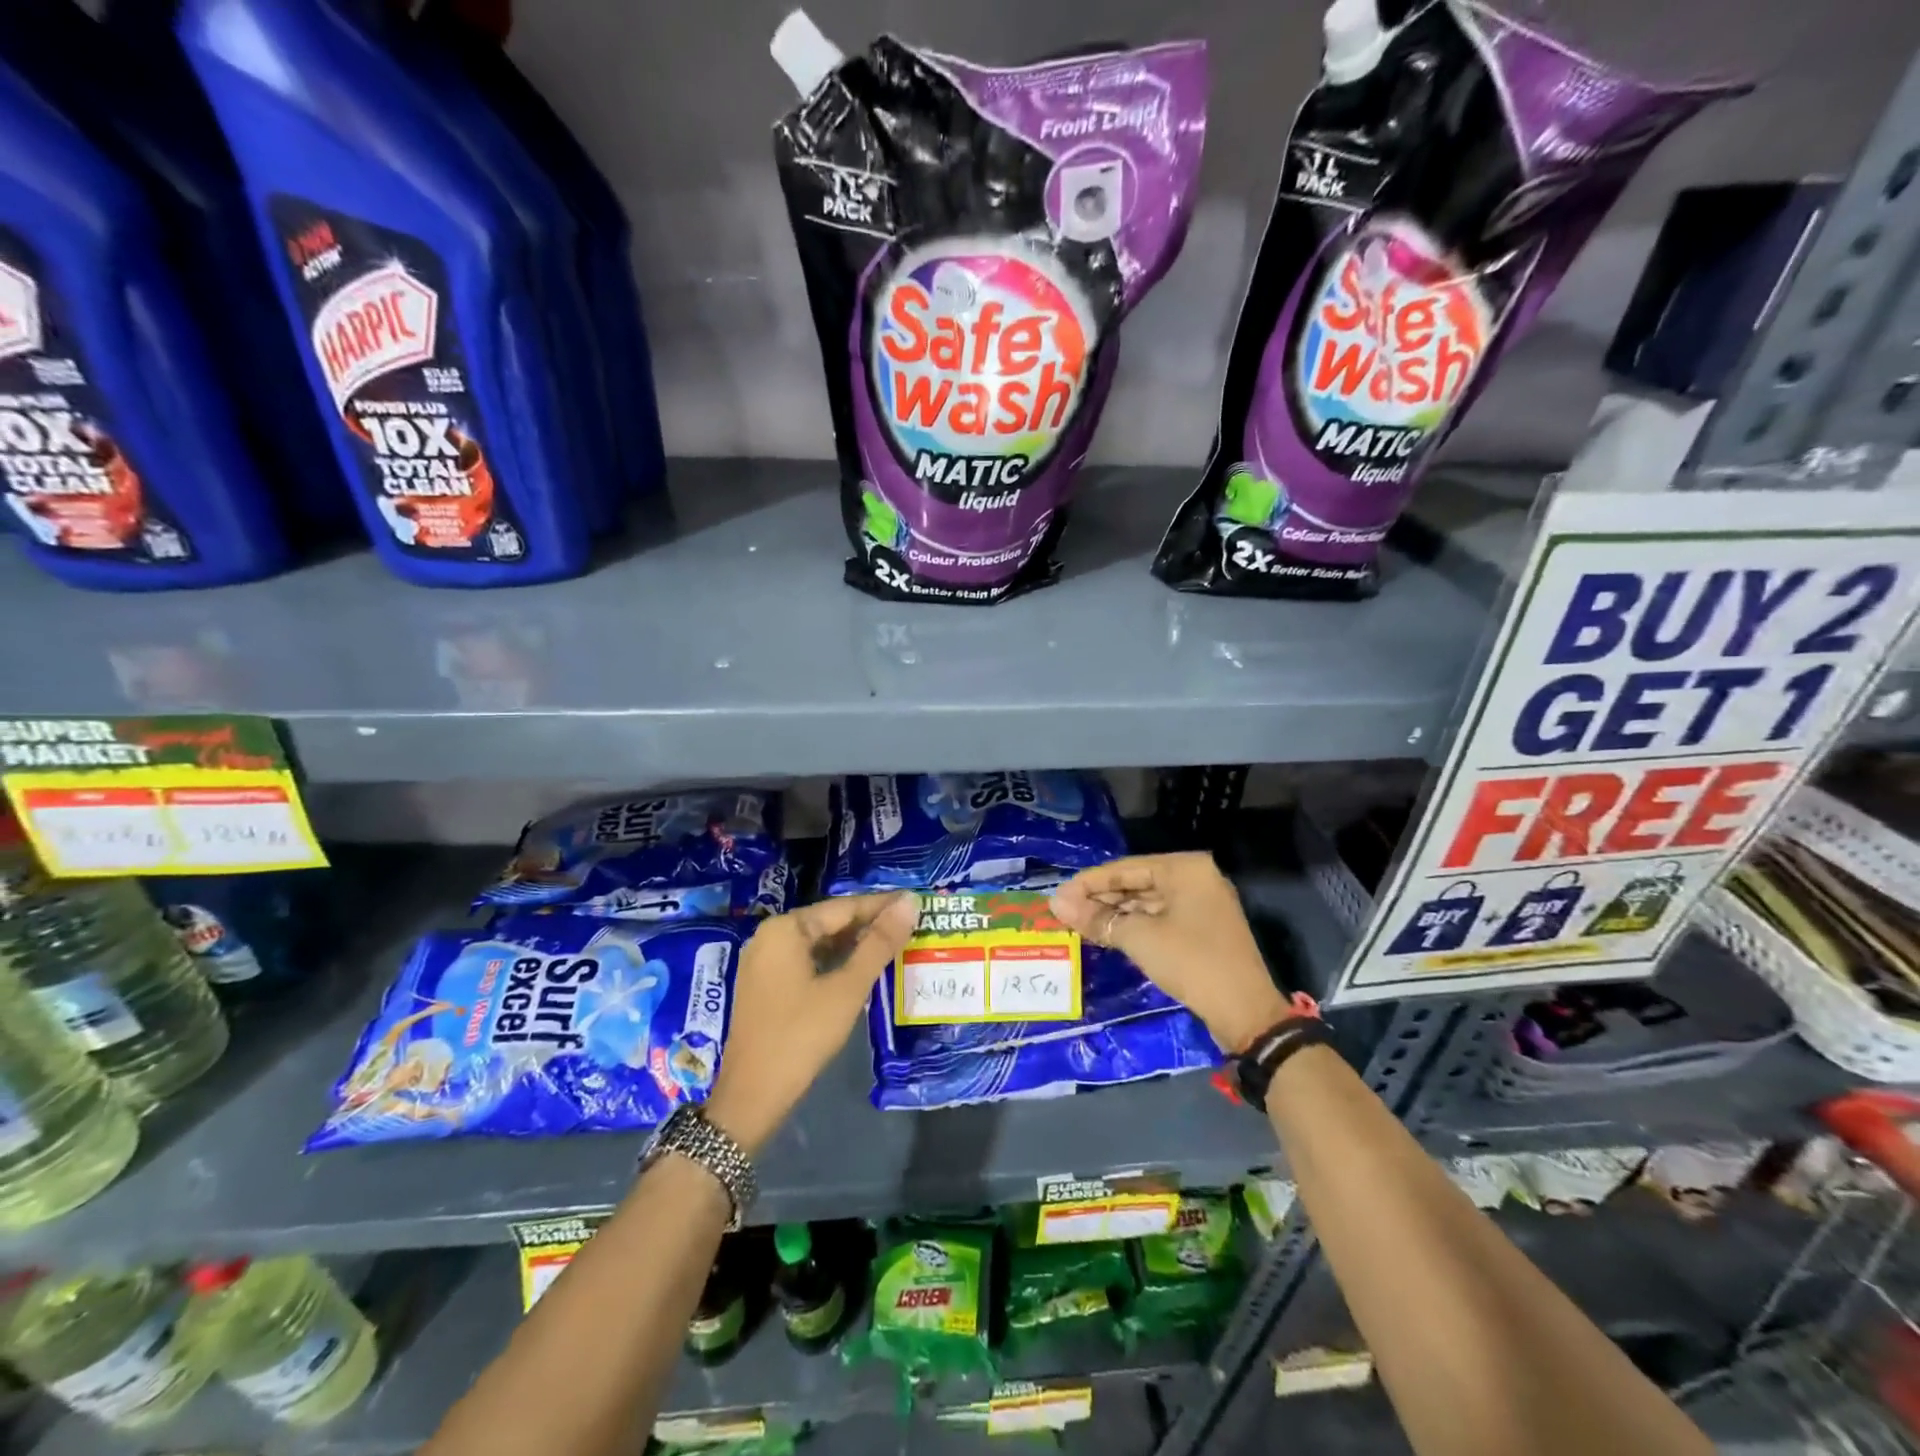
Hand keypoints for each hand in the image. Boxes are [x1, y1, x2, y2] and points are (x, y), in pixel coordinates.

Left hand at [705, 891, 918, 1154]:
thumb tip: (910, 903)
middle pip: (829, 922)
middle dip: (869, 924)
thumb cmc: (802, 1035)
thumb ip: (879, 944)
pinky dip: (835, 962)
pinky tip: (861, 968)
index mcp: (786, 929)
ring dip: (854, 944)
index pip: (843, 907)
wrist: (752, 1096)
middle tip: (911, 923)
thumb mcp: (847, 988)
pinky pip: (807, 961)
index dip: (881, 905)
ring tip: (894, 943)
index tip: (916, 901)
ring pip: (819, 942)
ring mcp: (765, 961)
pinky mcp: (766, 985)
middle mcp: (770, 936)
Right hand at [1050, 854, 1291, 1054]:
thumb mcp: (1139, 938)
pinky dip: (1134, 925)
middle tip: (1064, 913)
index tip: (1057, 897)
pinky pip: (1159, 917)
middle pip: (1136, 882)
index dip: (1087, 883)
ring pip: (1147, 901)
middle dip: (1100, 899)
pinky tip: (1108, 934)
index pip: (1124, 868)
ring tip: (1079, 924)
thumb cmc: (1191, 962)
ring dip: (1115, 913)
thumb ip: (1097, 918)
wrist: (1245, 1012)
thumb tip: (1056, 904)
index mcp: (1184, 868)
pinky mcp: (1202, 928)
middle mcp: (1195, 877)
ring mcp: (1201, 903)